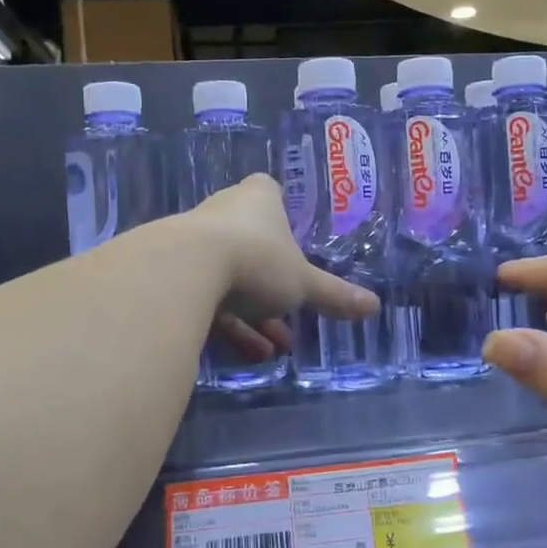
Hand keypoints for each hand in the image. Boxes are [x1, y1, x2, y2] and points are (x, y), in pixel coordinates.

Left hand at [185, 174, 378, 359]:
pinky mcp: (171, 272)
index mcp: (258, 199)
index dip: (281, 214)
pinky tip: (246, 355)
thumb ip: (334, 295)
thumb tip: (374, 306)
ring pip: (227, 275)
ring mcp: (193, 241)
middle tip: (290, 317)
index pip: (269, 192)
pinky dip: (226, 324)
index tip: (292, 242)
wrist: (181, 272)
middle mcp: (223, 211)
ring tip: (272, 349)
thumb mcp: (302, 283)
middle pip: (250, 241)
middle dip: (271, 283)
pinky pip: (204, 297)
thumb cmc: (255, 259)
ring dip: (251, 314)